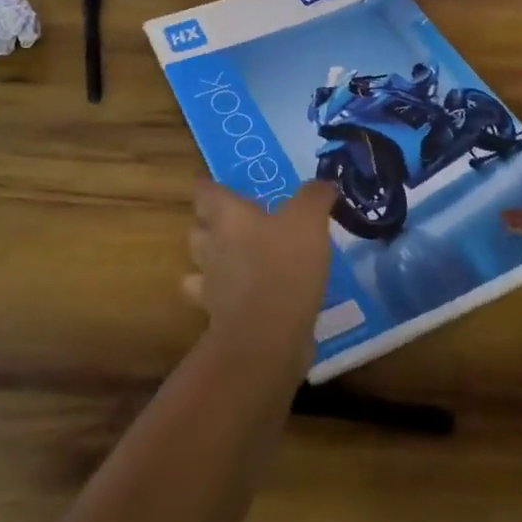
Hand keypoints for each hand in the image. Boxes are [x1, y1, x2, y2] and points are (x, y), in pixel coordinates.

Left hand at [183, 179, 335, 370]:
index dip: (209, 187)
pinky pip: (216, 301)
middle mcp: (212, 246)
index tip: (218, 186)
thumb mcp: (308, 220)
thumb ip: (314, 196)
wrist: (266, 338)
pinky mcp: (220, 318)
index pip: (205, 193)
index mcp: (228, 217)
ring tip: (238, 259)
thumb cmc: (283, 265)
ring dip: (213, 261)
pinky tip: (247, 296)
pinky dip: (226, 297)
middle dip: (209, 225)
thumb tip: (323, 184)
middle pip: (198, 229)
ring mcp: (212, 285)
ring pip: (201, 266)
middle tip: (234, 222)